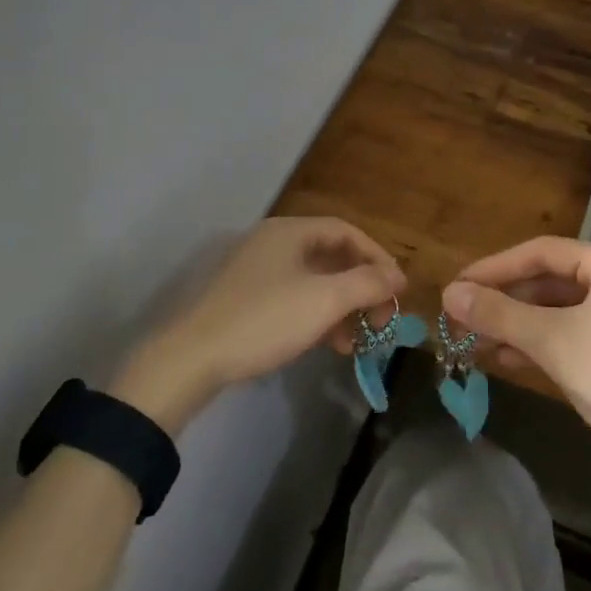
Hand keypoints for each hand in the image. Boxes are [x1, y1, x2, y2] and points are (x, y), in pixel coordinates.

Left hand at [114, 217, 404, 431]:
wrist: (192, 358)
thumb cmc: (265, 320)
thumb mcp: (325, 300)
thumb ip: (367, 284)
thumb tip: (397, 277)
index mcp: (290, 232)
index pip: (347, 232)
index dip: (378, 257)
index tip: (398, 290)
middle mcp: (273, 243)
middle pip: (332, 257)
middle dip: (362, 288)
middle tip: (381, 318)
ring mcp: (256, 272)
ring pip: (314, 282)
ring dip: (342, 307)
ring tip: (358, 340)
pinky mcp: (245, 300)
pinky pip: (294, 299)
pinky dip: (317, 316)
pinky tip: (329, 345)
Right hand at [443, 237, 590, 472]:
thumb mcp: (552, 341)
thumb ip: (499, 314)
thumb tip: (449, 294)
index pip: (541, 252)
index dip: (494, 267)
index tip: (458, 286)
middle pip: (549, 280)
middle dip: (504, 301)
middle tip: (462, 317)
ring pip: (559, 310)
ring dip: (517, 325)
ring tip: (475, 342)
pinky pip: (574, 332)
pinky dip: (541, 342)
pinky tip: (507, 358)